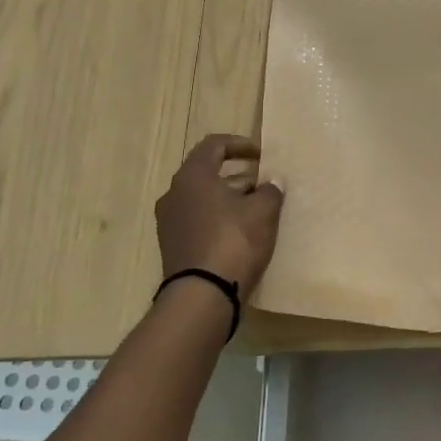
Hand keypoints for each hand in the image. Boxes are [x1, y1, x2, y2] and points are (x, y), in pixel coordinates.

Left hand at [155, 135, 285, 295]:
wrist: (202, 295)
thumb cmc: (234, 241)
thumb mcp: (263, 212)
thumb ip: (270, 190)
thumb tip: (271, 184)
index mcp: (193, 176)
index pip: (213, 145)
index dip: (239, 144)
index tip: (261, 156)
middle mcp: (174, 194)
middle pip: (207, 173)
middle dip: (238, 176)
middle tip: (263, 186)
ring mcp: (170, 221)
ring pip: (203, 198)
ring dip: (229, 199)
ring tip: (257, 210)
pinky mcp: (173, 245)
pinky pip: (198, 220)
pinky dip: (218, 218)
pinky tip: (241, 233)